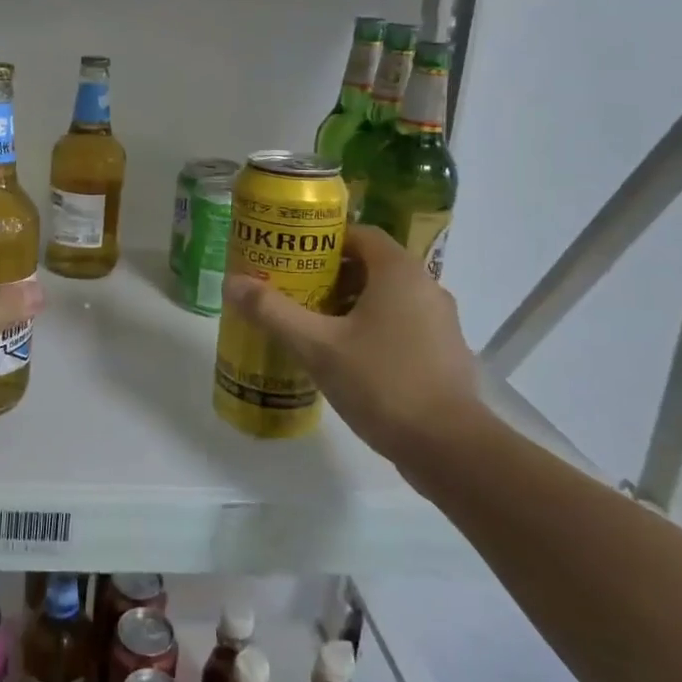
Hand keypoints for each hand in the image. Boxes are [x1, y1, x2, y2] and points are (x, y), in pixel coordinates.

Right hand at [222, 224, 481, 468]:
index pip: (359, 233)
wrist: (449, 448)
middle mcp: (426, 286)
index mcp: (399, 272)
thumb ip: (273, 312)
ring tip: (312, 323)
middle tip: (293, 289)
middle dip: (330, 274)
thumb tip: (231, 282)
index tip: (291, 256)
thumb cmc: (382, 383)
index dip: (323, 240)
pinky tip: (345, 356)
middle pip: (371, 264)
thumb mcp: (317, 347)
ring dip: (350, 303)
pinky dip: (372, 328)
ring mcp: (440, 321)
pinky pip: (401, 324)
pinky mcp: (443, 352)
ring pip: (386, 297)